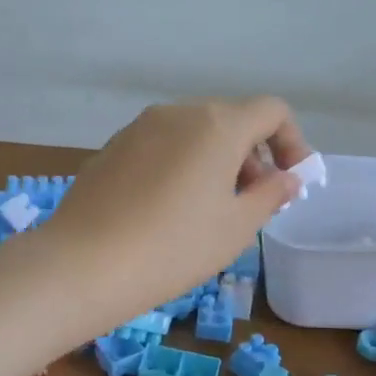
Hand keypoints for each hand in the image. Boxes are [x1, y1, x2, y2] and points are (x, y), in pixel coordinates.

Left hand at [39, 98, 310, 334]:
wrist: (84, 264)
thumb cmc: (174, 247)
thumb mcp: (235, 228)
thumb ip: (269, 195)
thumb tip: (286, 178)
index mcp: (217, 124)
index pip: (271, 111)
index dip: (291, 142)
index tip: (289, 182)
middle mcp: (177, 113)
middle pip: (230, 120)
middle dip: (252, 156)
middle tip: (251, 202)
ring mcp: (138, 127)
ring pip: (192, 133)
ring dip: (214, 161)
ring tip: (209, 209)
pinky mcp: (111, 148)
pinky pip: (160, 146)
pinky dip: (179, 166)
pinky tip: (166, 210)